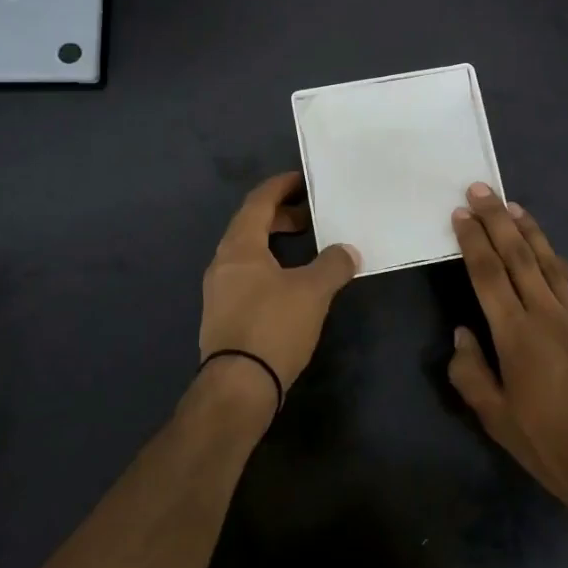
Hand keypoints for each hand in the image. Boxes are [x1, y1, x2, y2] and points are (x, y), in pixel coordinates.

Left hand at [198, 172, 359, 413]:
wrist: (238, 386)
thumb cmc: (273, 326)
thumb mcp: (312, 292)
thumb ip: (333, 265)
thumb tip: (347, 251)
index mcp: (240, 246)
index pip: (258, 202)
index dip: (280, 186)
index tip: (303, 180)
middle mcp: (223, 262)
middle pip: (250, 225)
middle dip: (280, 216)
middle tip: (310, 217)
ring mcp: (219, 290)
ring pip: (248, 252)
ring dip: (274, 243)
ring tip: (305, 249)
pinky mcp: (222, 314)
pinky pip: (246, 275)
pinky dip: (268, 266)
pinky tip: (289, 283)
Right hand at [447, 184, 567, 530]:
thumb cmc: (553, 446)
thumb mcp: (498, 420)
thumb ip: (472, 374)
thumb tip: (461, 334)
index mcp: (516, 336)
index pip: (488, 275)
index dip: (473, 241)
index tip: (461, 213)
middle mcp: (547, 314)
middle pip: (518, 256)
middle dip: (497, 220)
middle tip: (481, 189)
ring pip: (549, 261)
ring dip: (528, 230)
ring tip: (512, 205)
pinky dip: (558, 259)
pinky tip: (551, 249)